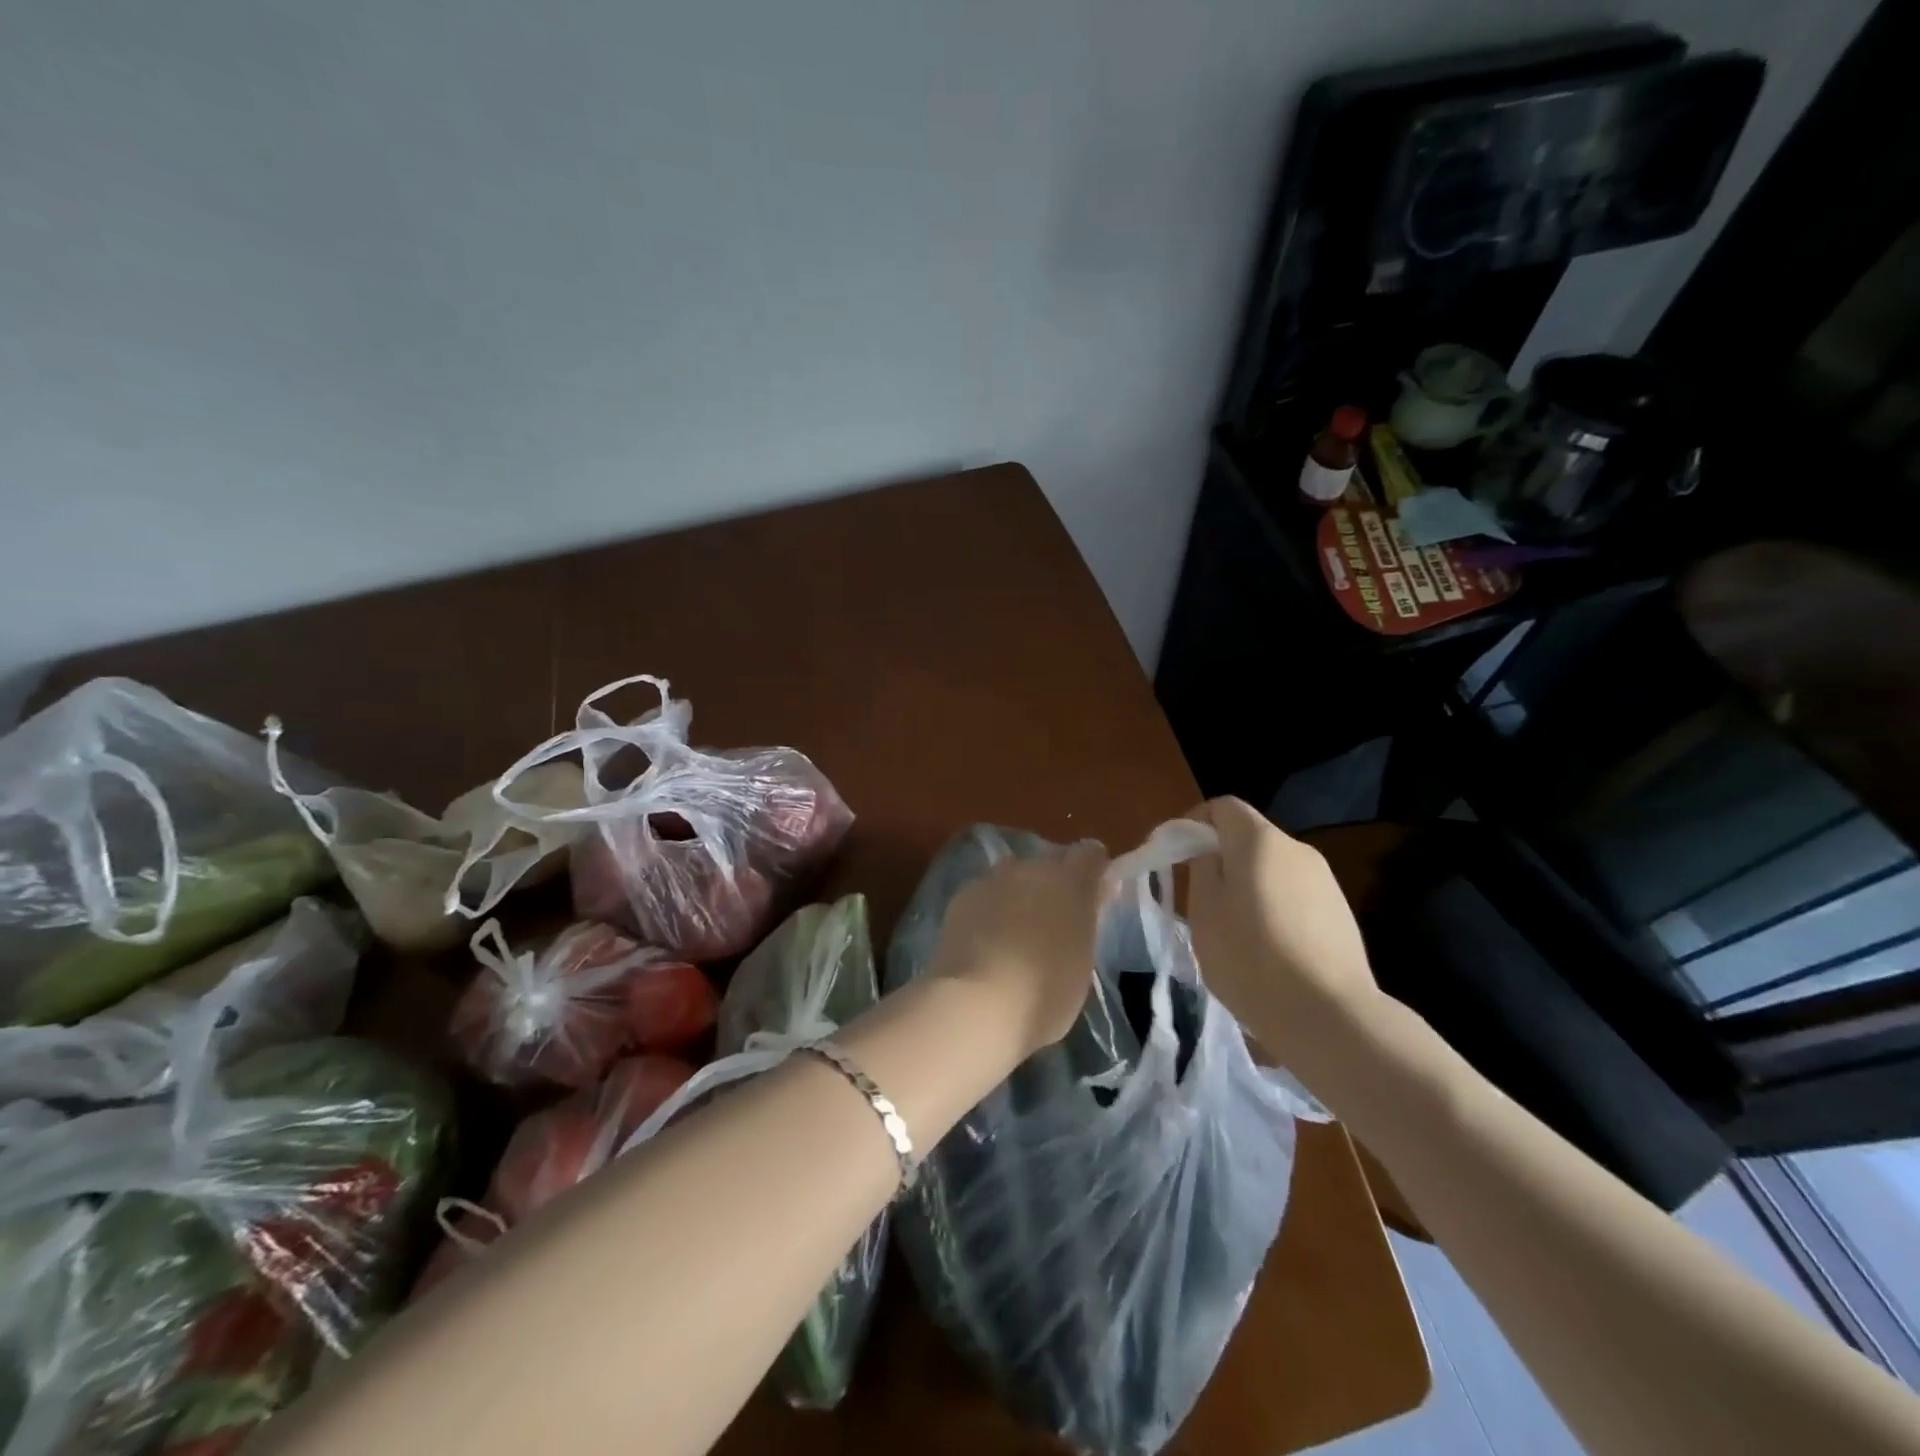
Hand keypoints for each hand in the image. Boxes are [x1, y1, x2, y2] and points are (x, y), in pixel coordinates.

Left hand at [930, 841, 1109, 1055]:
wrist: (977, 1003)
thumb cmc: (1045, 994)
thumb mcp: (1082, 962)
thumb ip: (1084, 924)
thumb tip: (1085, 904)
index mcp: (1070, 883)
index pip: (1090, 855)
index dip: (1093, 870)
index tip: (1095, 895)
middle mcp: (1031, 869)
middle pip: (1048, 864)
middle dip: (1053, 885)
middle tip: (1053, 923)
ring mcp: (992, 880)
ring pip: (1012, 878)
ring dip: (1018, 895)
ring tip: (1014, 934)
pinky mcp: (961, 897)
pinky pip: (984, 895)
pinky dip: (988, 911)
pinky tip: (983, 942)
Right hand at [1184, 797, 1379, 1069]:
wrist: (1330, 1017)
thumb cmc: (1251, 958)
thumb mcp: (1204, 911)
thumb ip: (1201, 868)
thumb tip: (1207, 850)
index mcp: (1259, 841)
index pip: (1223, 806)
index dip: (1194, 822)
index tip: (1177, 855)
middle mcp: (1297, 849)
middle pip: (1249, 837)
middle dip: (1221, 858)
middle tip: (1200, 899)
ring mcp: (1325, 881)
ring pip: (1272, 868)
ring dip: (1248, 885)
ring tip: (1234, 931)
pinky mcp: (1341, 912)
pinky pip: (1295, 895)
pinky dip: (1275, 908)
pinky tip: (1269, 950)